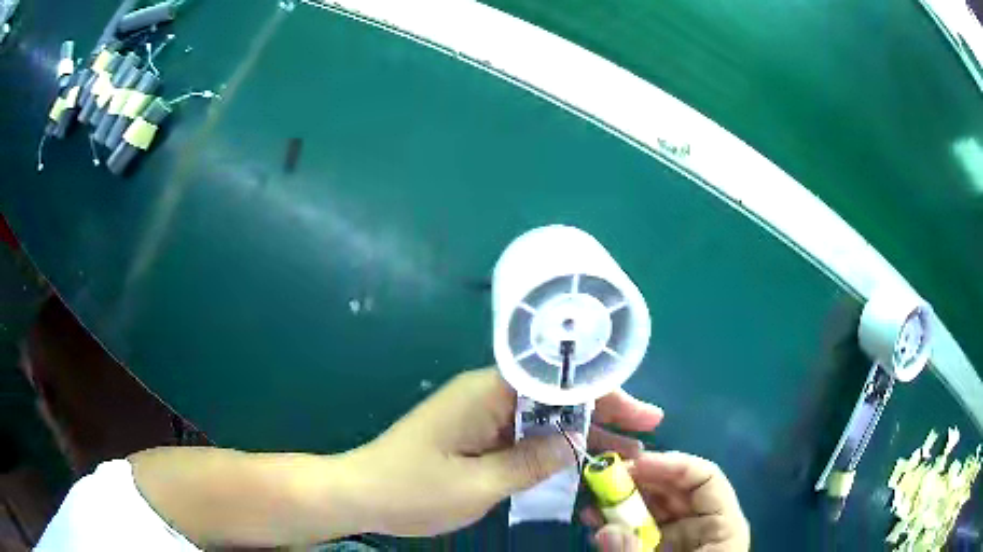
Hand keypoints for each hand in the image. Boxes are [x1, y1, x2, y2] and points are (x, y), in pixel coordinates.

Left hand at [345, 368, 662, 536]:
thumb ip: (530, 462)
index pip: (558, 380)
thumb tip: (575, 444)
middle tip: (647, 429)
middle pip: (557, 396)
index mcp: (487, 393)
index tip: (639, 411)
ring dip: (584, 433)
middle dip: (605, 412)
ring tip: (627, 452)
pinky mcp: (475, 435)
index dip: (605, 392)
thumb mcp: (478, 484)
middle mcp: (487, 395)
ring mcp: (481, 415)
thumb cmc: (412, 489)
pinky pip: (525, 435)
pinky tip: (581, 461)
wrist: (360, 493)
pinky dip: (555, 447)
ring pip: (545, 417)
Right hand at [581, 452, 749, 551]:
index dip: (673, 465)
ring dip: (624, 499)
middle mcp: (705, 525)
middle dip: (640, 480)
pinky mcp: (662, 548)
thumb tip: (603, 529)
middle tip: (603, 480)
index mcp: (722, 527)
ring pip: (656, 506)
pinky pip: (642, 526)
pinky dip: (619, 520)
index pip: (706, 479)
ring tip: (593, 500)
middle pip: (677, 489)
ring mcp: (682, 537)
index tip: (634, 465)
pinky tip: (595, 520)